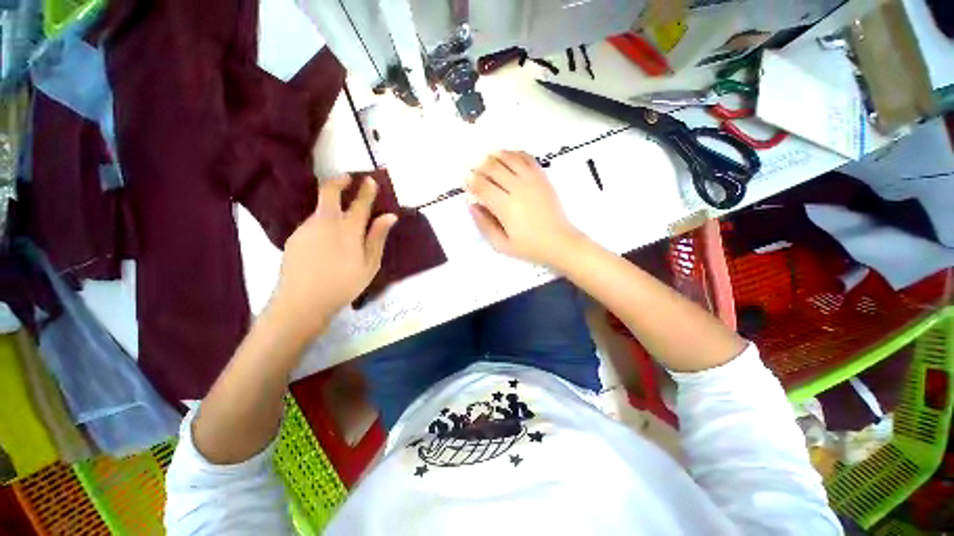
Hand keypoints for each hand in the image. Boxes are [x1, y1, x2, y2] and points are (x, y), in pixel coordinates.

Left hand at [268, 176, 396, 339]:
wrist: (302, 302)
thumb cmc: (344, 284)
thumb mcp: (370, 264)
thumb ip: (378, 237)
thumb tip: (390, 216)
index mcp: (348, 229)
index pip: (360, 203)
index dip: (367, 190)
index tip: (371, 180)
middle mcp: (325, 222)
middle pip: (329, 192)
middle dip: (339, 181)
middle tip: (348, 178)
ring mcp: (306, 228)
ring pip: (320, 209)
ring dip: (331, 207)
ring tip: (341, 222)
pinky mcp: (294, 237)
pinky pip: (312, 223)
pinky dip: (323, 223)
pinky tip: (327, 241)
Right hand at [466, 150, 583, 267]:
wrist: (560, 242)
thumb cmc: (529, 247)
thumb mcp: (501, 244)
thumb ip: (484, 224)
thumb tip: (471, 204)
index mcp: (506, 207)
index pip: (482, 186)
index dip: (470, 180)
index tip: (464, 178)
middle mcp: (518, 188)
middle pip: (493, 168)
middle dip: (478, 165)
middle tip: (472, 168)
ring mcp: (532, 180)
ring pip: (509, 158)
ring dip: (494, 155)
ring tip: (486, 158)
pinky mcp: (542, 177)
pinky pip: (526, 157)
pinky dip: (514, 153)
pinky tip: (507, 156)